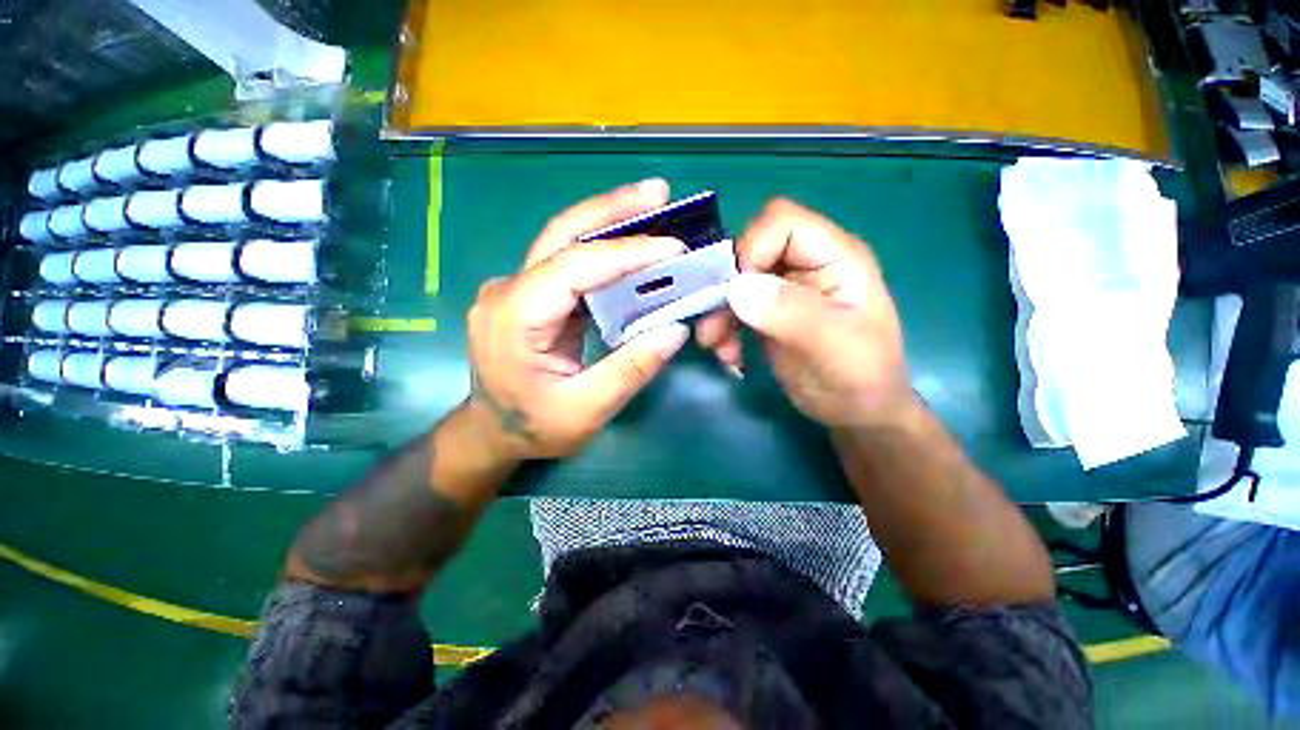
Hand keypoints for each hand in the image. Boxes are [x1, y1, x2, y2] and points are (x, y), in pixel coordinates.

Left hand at [466, 180, 690, 459]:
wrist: (491, 431)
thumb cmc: (533, 426)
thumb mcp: (586, 410)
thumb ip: (631, 370)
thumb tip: (676, 330)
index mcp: (515, 316)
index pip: (575, 267)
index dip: (627, 253)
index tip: (674, 247)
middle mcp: (509, 289)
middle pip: (562, 233)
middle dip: (613, 208)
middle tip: (660, 191)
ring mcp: (517, 288)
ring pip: (565, 240)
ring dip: (610, 220)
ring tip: (653, 205)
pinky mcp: (531, 294)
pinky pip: (569, 262)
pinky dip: (603, 248)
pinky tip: (631, 243)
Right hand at [697, 199, 915, 427]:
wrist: (857, 413)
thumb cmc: (860, 380)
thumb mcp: (833, 348)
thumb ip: (791, 313)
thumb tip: (737, 286)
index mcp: (835, 257)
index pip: (781, 222)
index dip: (750, 249)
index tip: (735, 293)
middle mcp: (808, 264)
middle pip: (749, 249)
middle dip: (725, 288)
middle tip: (714, 329)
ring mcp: (786, 288)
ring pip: (734, 280)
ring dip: (719, 313)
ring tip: (718, 348)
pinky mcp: (769, 310)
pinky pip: (733, 305)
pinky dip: (724, 327)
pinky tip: (729, 354)